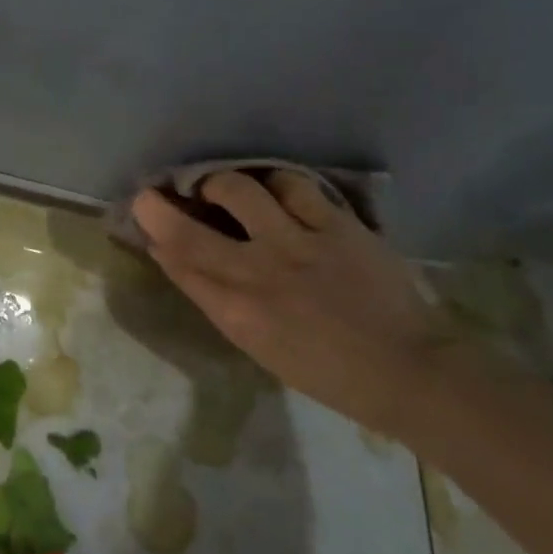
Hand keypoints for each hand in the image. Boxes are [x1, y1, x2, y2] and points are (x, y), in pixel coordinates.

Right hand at [132, 171, 460, 433]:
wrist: (408, 371)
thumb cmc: (326, 371)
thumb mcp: (257, 346)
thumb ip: (216, 299)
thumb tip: (179, 258)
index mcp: (236, 313)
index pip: (176, 262)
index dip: (153, 233)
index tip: (144, 216)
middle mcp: (257, 273)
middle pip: (188, 228)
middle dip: (157, 205)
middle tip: (154, 193)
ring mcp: (297, 243)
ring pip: (238, 189)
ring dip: (218, 182)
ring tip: (219, 185)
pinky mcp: (336, 225)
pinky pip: (292, 185)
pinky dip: (272, 182)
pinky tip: (271, 188)